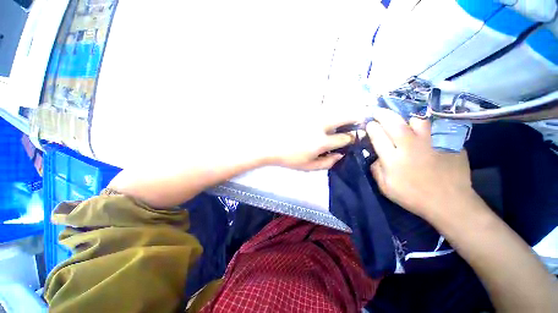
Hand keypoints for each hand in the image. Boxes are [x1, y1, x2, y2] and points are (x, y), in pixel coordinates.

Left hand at [262, 108, 360, 170]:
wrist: (268, 144)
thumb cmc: (288, 158)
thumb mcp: (308, 167)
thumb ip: (327, 163)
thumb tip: (341, 155)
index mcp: (321, 142)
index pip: (345, 138)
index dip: (354, 137)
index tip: (356, 136)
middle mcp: (320, 125)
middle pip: (345, 116)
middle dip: (356, 117)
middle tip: (361, 118)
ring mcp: (311, 115)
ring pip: (334, 108)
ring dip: (343, 111)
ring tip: (345, 117)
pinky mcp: (304, 110)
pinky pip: (321, 107)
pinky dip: (329, 110)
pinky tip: (327, 115)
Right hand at [366, 108, 472, 217]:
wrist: (449, 202)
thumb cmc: (413, 196)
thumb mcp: (385, 187)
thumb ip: (376, 170)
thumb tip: (376, 156)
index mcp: (393, 159)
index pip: (377, 136)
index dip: (371, 127)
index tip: (369, 124)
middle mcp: (410, 147)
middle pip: (394, 123)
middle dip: (382, 114)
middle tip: (378, 111)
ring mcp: (431, 142)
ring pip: (416, 120)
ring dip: (405, 118)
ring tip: (402, 120)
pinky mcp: (447, 142)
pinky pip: (434, 127)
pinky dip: (426, 126)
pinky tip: (422, 129)